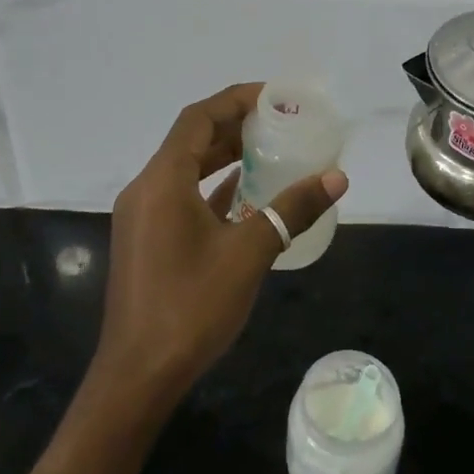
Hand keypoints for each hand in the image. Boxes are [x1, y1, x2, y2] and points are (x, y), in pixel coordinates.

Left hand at [93, 84, 348, 411]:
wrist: (137, 376)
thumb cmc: (190, 307)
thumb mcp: (249, 254)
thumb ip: (291, 210)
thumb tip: (336, 177)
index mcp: (162, 181)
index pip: (198, 119)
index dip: (235, 100)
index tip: (273, 96)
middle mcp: (146, 189)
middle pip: (190, 140)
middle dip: (234, 126)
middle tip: (279, 122)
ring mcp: (143, 217)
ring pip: (186, 169)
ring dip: (223, 156)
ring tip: (269, 150)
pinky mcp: (147, 240)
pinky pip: (182, 197)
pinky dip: (213, 188)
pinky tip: (246, 195)